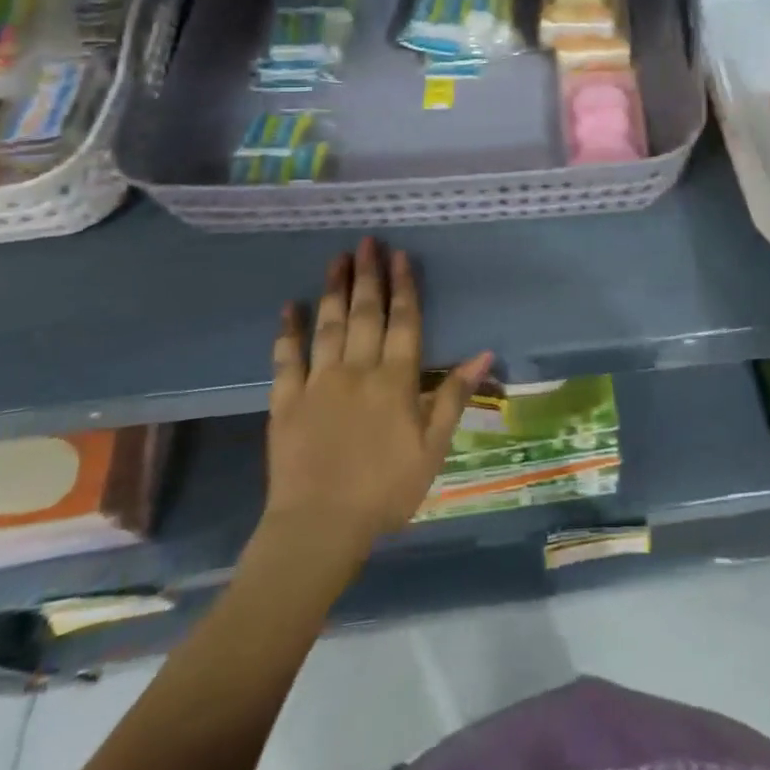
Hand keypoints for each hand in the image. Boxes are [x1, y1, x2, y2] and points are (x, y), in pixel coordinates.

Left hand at [263, 237, 492, 549]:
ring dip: (333, 290)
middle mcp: (357, 371)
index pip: (403, 322)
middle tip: (367, 243)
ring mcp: (318, 383)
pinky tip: (289, 306)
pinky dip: (288, 330)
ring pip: (328, 326)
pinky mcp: (286, 401)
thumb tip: (484, 353)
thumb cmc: (386, 490)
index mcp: (394, 381)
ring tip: (337, 259)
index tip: (401, 256)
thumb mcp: (433, 447)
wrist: (321, 527)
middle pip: (365, 314)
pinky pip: (286, 358)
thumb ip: (453, 396)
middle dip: (369, 276)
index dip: (404, 288)